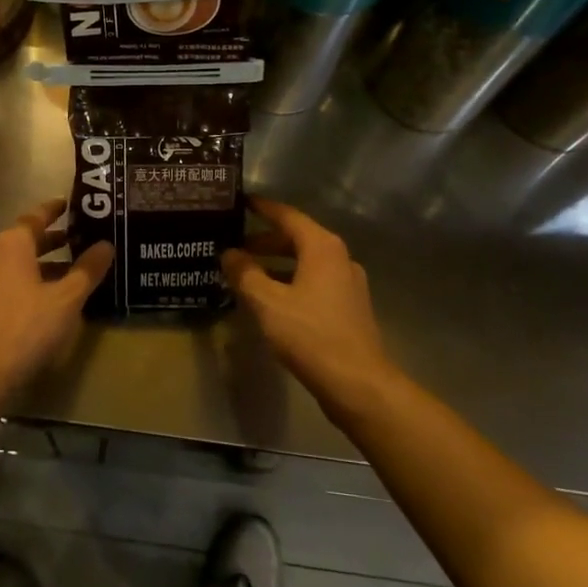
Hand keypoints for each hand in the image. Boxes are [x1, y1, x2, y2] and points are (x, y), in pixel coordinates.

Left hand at [0, 200, 113, 395]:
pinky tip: (48, 302)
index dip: (54, 210)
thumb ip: (87, 270)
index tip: (71, 204)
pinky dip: (30, 285)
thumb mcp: (66, 299)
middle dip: (53, 241)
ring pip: (17, 266)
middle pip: (26, 241)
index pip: (35, 217)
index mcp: (11, 245)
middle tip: (81, 240)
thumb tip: (106, 245)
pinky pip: (9, 286)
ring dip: (43, 266)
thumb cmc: (26, 326)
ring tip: (71, 274)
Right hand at [222, 198, 401, 419]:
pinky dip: (291, 282)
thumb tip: (228, 253)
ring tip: (247, 274)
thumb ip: (245, 274)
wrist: (358, 384)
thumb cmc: (311, 335)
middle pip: (297, 239)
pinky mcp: (349, 308)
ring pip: (306, 263)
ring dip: (277, 265)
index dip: (262, 208)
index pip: (287, 216)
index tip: (240, 202)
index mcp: (322, 247)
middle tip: (235, 246)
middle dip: (265, 241)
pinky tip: (271, 301)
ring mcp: (348, 284)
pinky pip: (314, 283)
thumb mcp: (268, 303)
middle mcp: (339, 258)